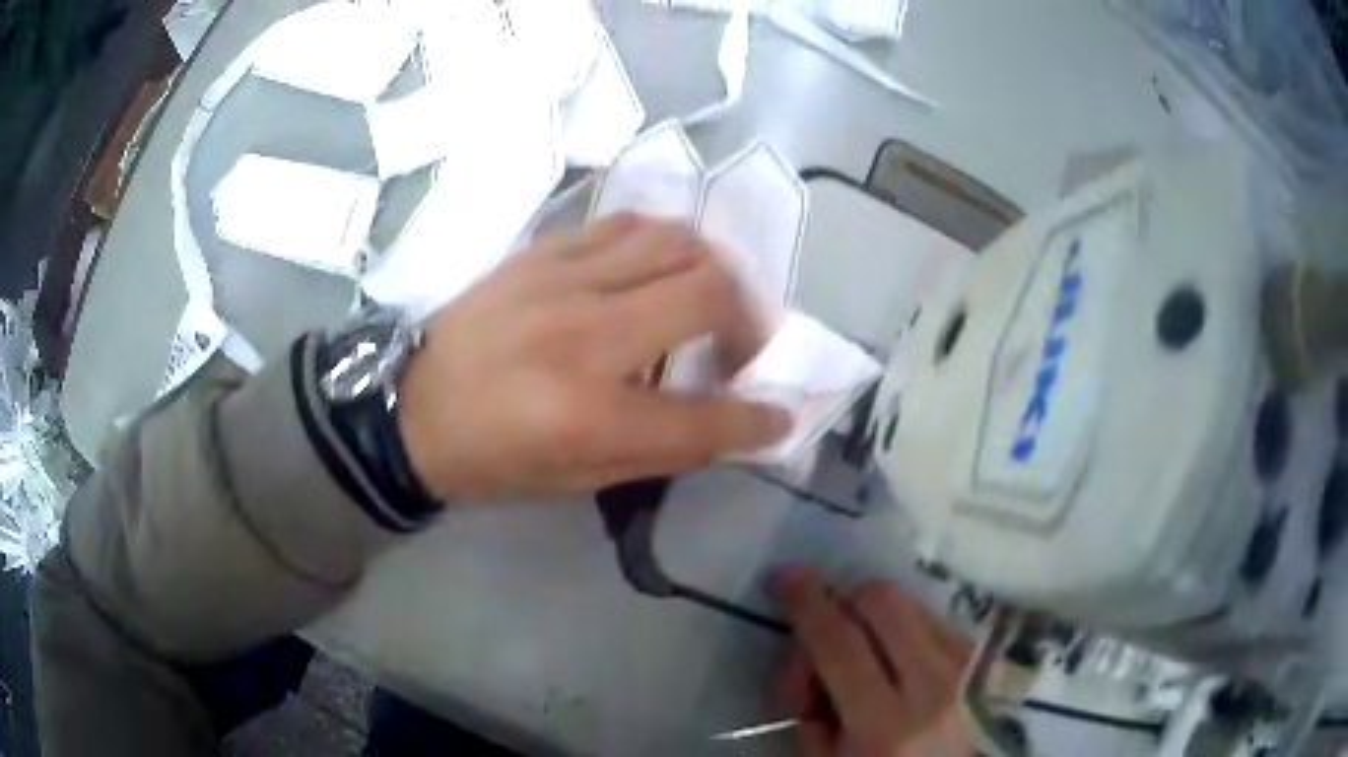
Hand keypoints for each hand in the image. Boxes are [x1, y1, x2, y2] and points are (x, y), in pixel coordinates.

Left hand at [397, 215, 791, 501]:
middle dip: (747, 320)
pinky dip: (660, 245)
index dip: (757, 419)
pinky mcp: (540, 253)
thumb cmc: (491, 459)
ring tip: (704, 298)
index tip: (778, 414)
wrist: (409, 407)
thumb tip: (733, 421)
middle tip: (738, 344)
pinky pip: (625, 225)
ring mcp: (560, 281)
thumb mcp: (577, 480)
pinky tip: (654, 270)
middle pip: (707, 293)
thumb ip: (662, 447)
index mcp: (588, 415)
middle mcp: (583, 336)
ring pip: (674, 241)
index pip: (705, 416)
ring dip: (710, 269)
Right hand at [770, 568, 972, 756]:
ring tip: (863, 658)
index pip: (839, 643)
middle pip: (882, 602)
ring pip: (911, 605)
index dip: (805, 603)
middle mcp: (934, 685)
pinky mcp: (981, 660)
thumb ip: (806, 707)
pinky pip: (932, 620)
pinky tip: (895, 663)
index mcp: (886, 725)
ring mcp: (966, 668)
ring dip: (873, 616)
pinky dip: (903, 628)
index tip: (783, 577)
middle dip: (843, 600)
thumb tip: (804, 652)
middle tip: (825, 633)